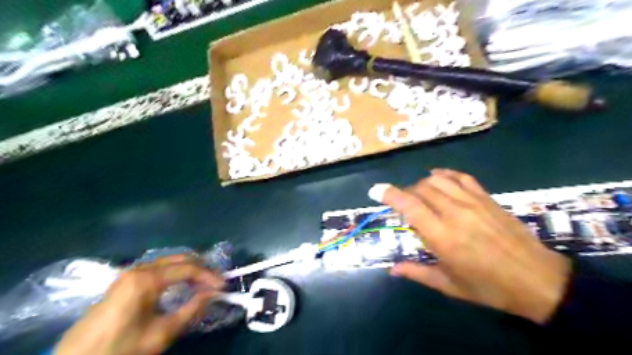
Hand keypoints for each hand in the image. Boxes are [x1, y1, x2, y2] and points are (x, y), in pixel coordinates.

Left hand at [55, 256, 225, 354]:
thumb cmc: (121, 348)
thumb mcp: (162, 333)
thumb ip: (192, 309)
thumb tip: (213, 293)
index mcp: (147, 279)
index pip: (188, 268)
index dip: (208, 275)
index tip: (223, 285)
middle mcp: (139, 269)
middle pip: (179, 259)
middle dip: (201, 268)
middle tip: (215, 281)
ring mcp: (129, 273)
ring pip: (169, 262)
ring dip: (188, 269)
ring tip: (203, 282)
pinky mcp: (124, 281)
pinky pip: (157, 269)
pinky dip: (175, 273)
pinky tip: (181, 283)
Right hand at [371, 169, 573, 324]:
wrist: (537, 280)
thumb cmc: (489, 287)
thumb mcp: (449, 285)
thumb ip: (417, 272)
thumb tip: (392, 269)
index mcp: (442, 236)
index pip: (409, 205)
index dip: (389, 194)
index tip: (375, 190)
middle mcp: (454, 213)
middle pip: (420, 189)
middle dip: (405, 193)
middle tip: (403, 206)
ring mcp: (473, 202)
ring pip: (438, 180)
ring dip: (422, 184)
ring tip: (419, 195)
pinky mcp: (487, 198)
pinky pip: (461, 177)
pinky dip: (445, 174)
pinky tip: (438, 177)